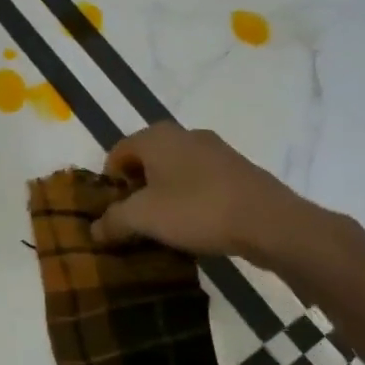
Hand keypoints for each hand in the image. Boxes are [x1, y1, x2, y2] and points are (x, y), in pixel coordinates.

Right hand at [90, 123, 364, 276]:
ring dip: (163, 195)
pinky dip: (189, 199)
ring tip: (163, 226)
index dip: (108, 183)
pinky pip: (199, 181)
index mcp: (157, 137)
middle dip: (135, 189)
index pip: (117, 152)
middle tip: (134, 220)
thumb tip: (95, 229)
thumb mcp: (144, 218)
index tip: (112, 213)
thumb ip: (114, 221)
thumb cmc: (198, 210)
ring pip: (174, 170)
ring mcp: (215, 150)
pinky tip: (194, 224)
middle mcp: (184, 134)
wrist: (269, 222)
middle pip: (146, 159)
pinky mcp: (237, 170)